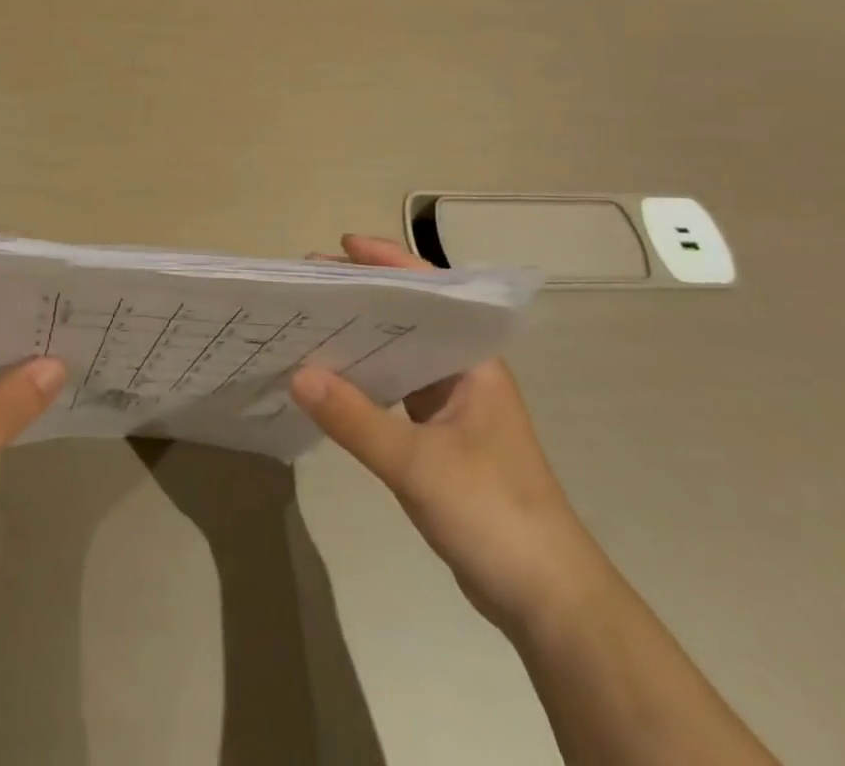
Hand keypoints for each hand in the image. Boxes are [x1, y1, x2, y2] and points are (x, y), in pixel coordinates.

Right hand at [292, 236, 611, 639]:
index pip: (431, 291)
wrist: (547, 600)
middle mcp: (463, 373)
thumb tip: (297, 373)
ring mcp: (453, 407)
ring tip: (312, 322)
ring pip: (400, 356)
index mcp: (473, 361)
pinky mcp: (440, 440)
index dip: (387, 262)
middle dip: (362, 296)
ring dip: (361, 338)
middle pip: (409, 318)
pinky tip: (330, 382)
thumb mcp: (418, 464)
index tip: (342, 245)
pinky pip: (394, 393)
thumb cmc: (494, 513)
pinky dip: (364, 381)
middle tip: (310, 284)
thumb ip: (356, 419)